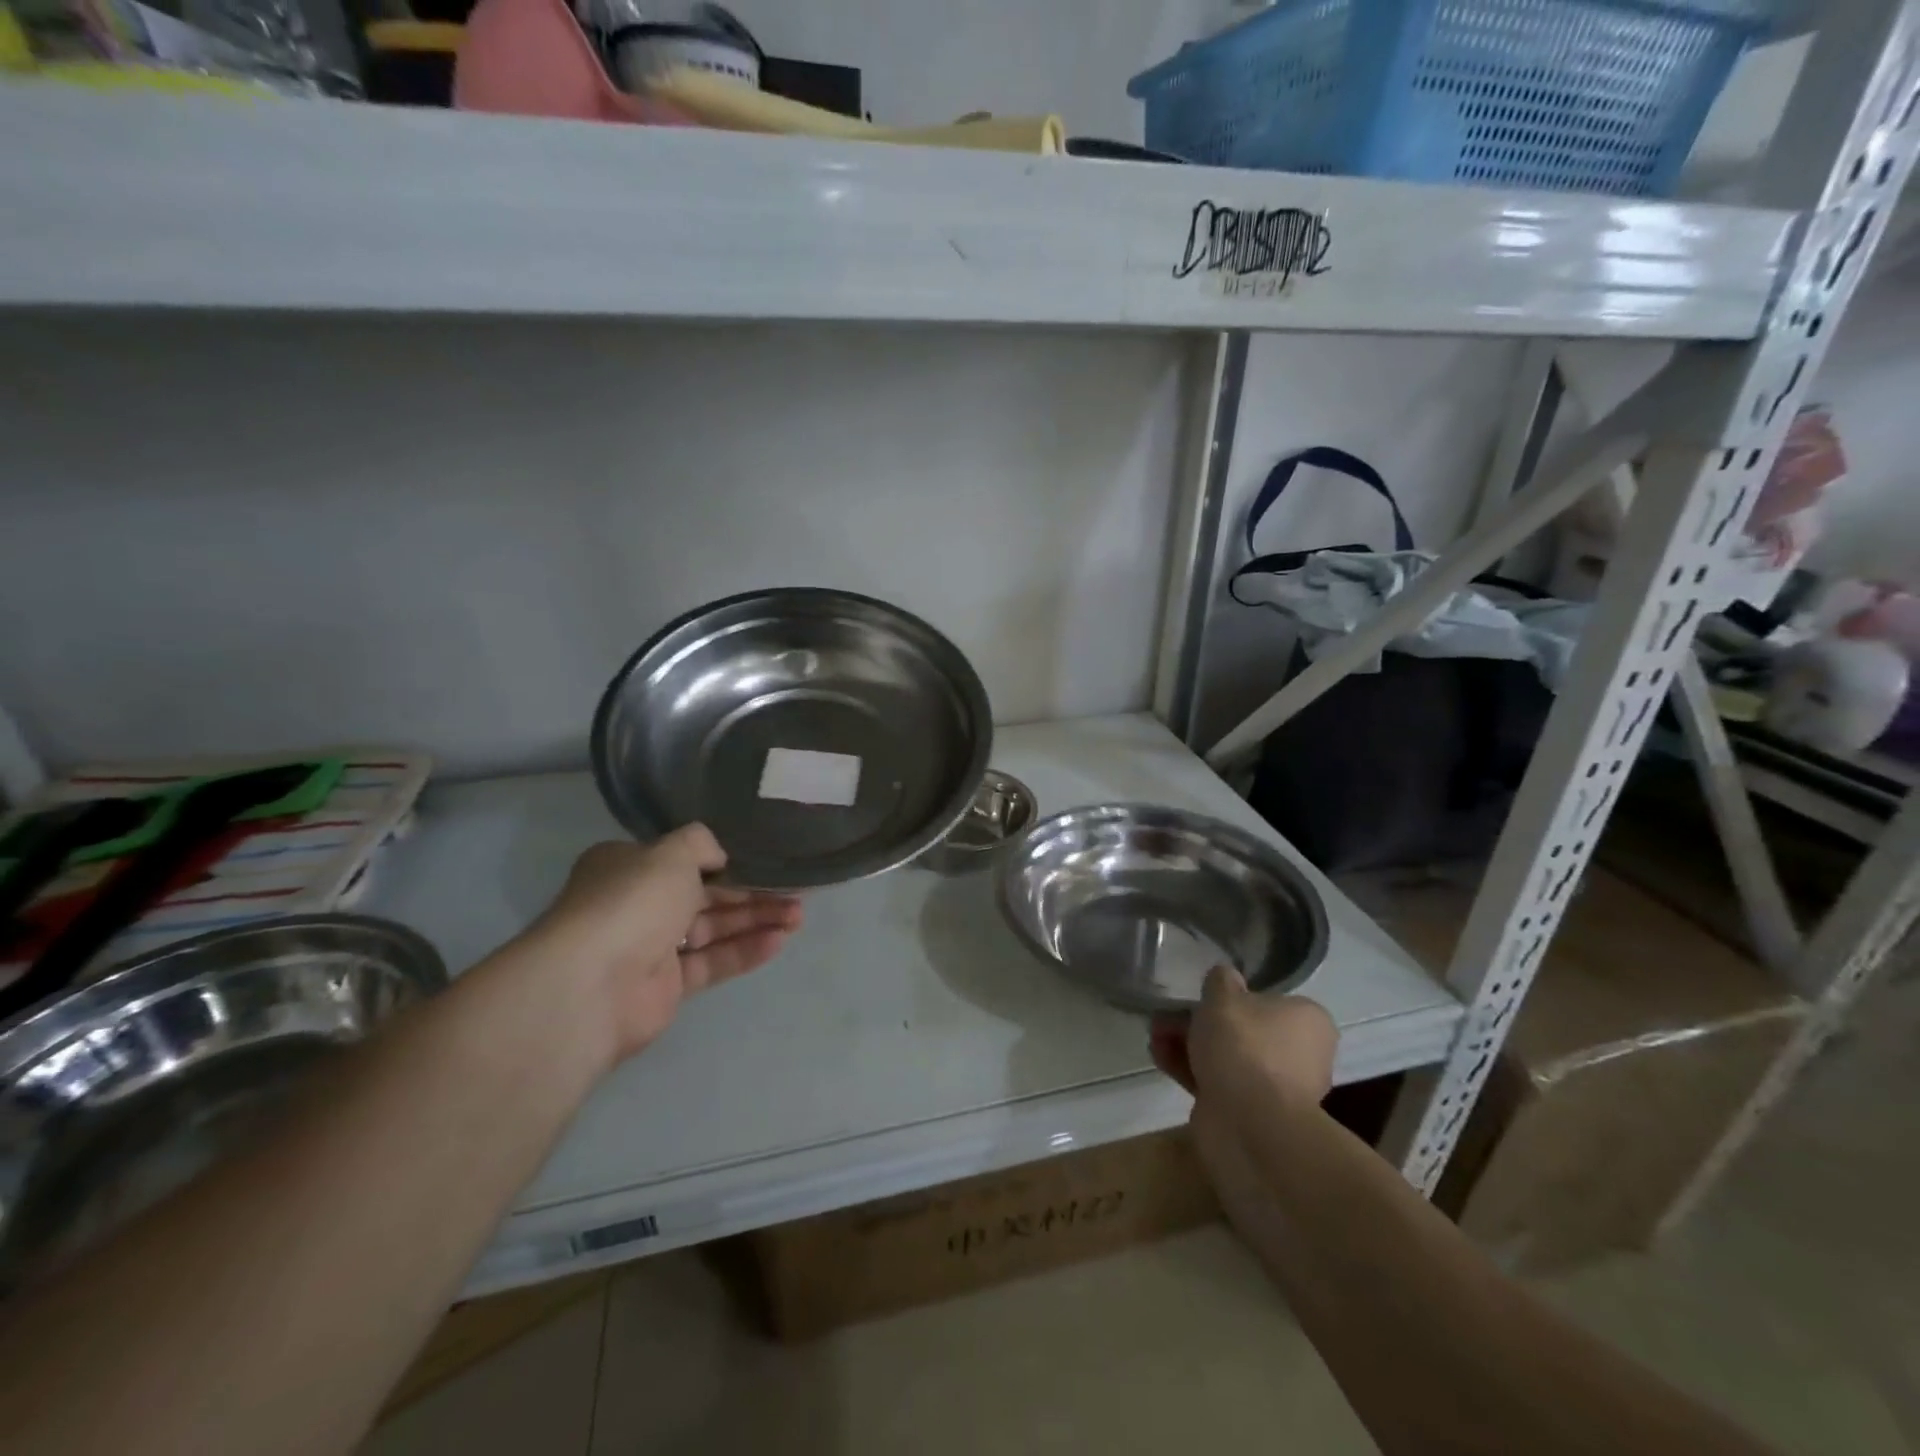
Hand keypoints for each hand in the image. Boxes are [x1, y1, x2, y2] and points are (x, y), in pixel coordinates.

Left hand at [532, 826, 802, 1061]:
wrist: (592, 985)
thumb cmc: (631, 902)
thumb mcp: (670, 853)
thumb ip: (701, 844)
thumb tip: (719, 856)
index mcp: (628, 867)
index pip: (684, 859)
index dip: (728, 860)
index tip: (766, 860)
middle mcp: (639, 904)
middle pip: (707, 895)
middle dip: (752, 892)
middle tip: (797, 891)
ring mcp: (652, 947)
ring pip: (714, 928)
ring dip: (756, 920)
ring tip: (798, 916)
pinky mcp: (668, 986)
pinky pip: (713, 961)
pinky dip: (745, 951)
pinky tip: (780, 941)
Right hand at [1149, 966, 1336, 1109]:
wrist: (1250, 1124)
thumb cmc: (1244, 1047)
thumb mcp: (1224, 996)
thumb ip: (1221, 980)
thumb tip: (1224, 977)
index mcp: (1307, 1022)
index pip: (1269, 1000)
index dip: (1231, 997)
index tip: (1201, 997)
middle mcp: (1300, 1055)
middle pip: (1242, 1029)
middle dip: (1199, 1022)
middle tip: (1166, 1017)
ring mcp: (1276, 1088)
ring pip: (1226, 1056)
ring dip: (1188, 1044)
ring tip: (1155, 1036)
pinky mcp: (1251, 1113)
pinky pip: (1217, 1082)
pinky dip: (1189, 1069)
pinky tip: (1160, 1057)